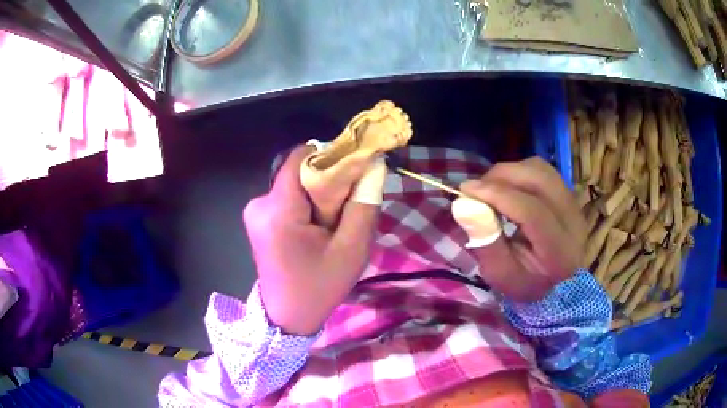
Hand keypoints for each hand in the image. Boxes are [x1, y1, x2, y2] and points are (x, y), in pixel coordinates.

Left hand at [243, 145, 380, 334]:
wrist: (288, 316)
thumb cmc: (320, 287)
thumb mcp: (352, 249)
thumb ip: (363, 203)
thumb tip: (369, 165)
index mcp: (279, 211)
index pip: (301, 158)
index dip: (329, 157)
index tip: (351, 173)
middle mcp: (259, 204)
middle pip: (298, 171)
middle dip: (326, 183)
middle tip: (344, 210)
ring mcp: (254, 211)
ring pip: (294, 184)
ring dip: (317, 196)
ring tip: (330, 226)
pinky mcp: (257, 218)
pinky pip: (287, 197)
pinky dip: (306, 205)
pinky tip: (314, 230)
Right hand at [457, 157, 585, 301]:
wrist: (550, 282)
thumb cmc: (522, 282)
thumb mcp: (498, 272)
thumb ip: (485, 240)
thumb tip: (463, 204)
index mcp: (559, 251)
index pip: (532, 211)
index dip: (498, 195)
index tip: (466, 190)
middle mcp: (574, 222)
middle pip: (540, 181)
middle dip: (502, 177)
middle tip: (476, 188)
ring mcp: (574, 205)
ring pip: (542, 170)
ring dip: (511, 172)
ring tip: (491, 188)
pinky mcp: (569, 195)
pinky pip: (543, 170)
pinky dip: (520, 172)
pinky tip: (508, 187)